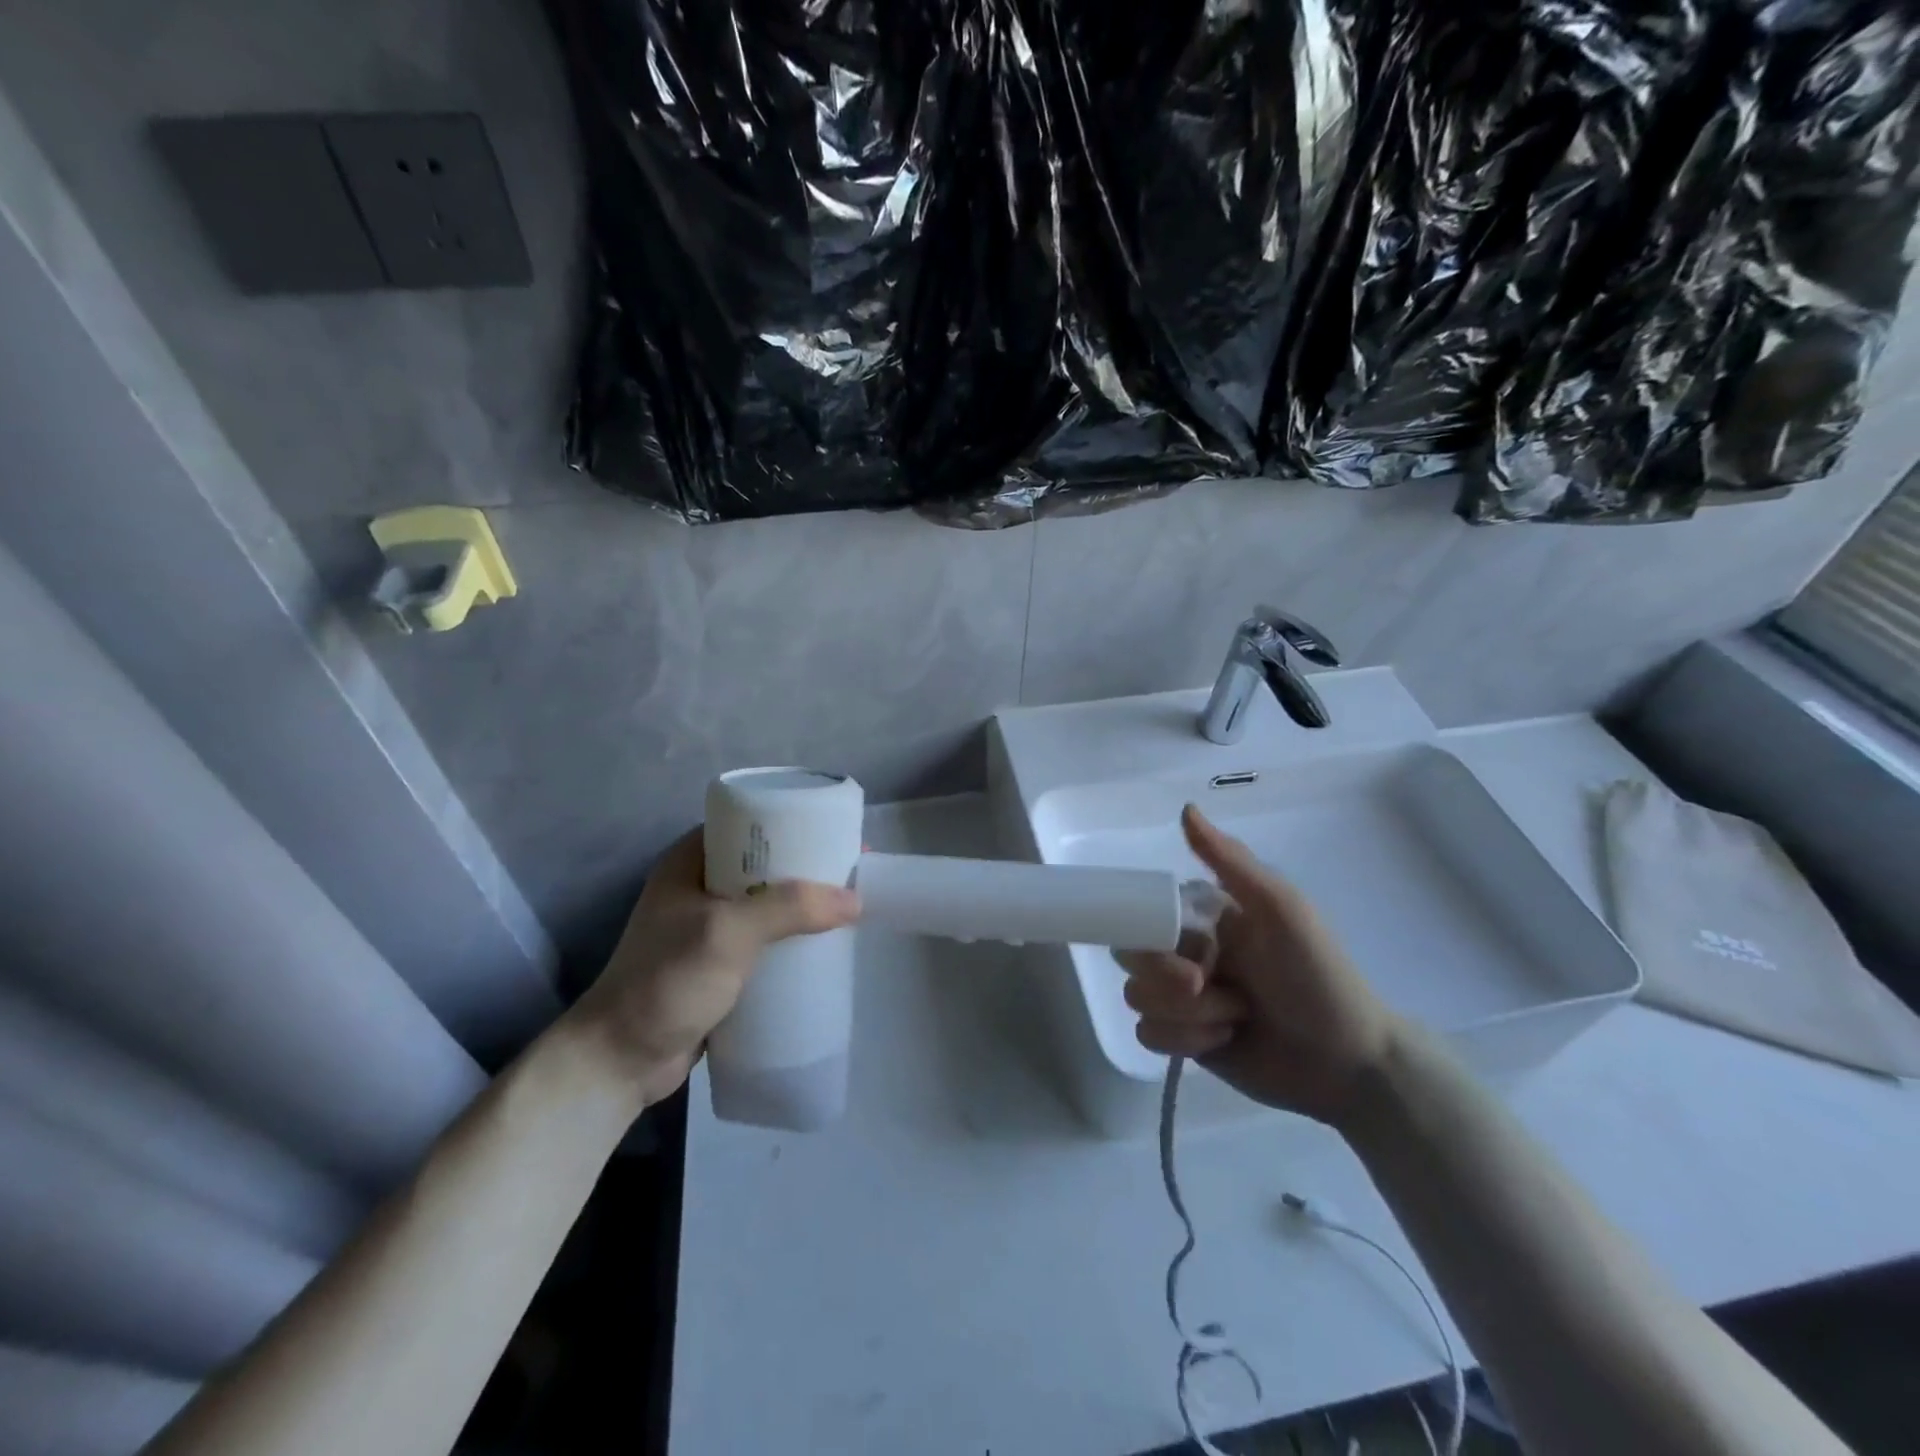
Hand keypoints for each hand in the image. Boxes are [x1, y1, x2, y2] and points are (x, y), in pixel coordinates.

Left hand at [563, 828, 860, 1106]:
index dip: (797, 824)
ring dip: (805, 906)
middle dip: (810, 869)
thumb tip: (855, 899)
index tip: (840, 834)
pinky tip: (824, 947)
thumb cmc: (666, 981)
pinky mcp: (721, 964)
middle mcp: (701, 886)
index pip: (752, 825)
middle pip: (768, 865)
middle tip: (854, 874)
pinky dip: (794, 940)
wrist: (620, 1061)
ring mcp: (709, 927)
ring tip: (849, 909)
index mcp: (692, 860)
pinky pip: (767, 940)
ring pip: (770, 904)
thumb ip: (790, 908)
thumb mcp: (728, 932)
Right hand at [1118, 805, 1395, 1127]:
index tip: (1184, 948)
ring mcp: (1185, 1001)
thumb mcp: (1281, 909)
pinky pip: (1147, 1035)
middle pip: (1132, 957)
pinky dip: (1184, 1041)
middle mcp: (1188, 954)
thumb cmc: (1318, 976)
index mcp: (1205, 918)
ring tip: (1233, 1017)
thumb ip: (1230, 861)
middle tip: (1202, 986)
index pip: (1144, 913)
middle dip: (1165, 978)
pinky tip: (1223, 1040)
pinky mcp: (1186, 1041)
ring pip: (1138, 999)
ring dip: (1185, 1014)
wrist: (1349, 1062)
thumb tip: (1186, 808)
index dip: (1150, 931)